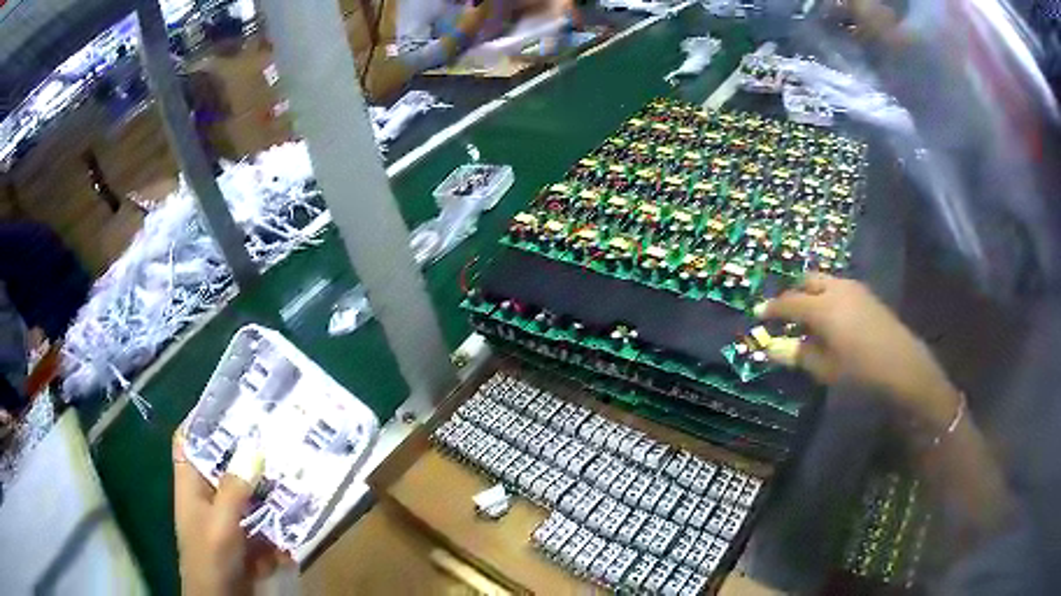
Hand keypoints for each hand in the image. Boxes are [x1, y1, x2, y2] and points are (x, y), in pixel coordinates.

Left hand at [173, 432, 289, 595]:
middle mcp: (207, 496)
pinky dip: (278, 519)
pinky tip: (297, 514)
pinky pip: (263, 520)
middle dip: (246, 453)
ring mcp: (228, 519)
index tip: (230, 404)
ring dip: (268, 487)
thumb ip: (235, 489)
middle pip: (223, 464)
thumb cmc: (211, 559)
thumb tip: (253, 449)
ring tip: (294, 470)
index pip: (189, 441)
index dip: (202, 421)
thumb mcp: (221, 523)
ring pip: (247, 492)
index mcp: (191, 485)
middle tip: (273, 433)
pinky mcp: (246, 538)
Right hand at [756, 273, 960, 424]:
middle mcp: (836, 289)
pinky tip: (832, 318)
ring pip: (824, 281)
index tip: (758, 314)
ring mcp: (854, 289)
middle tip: (785, 314)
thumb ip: (798, 355)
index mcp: (822, 307)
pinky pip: (839, 288)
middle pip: (807, 281)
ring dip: (811, 293)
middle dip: (793, 294)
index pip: (789, 302)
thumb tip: (772, 347)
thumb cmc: (860, 371)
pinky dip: (827, 296)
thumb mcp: (825, 368)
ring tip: (808, 317)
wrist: (903, 365)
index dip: (772, 309)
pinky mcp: (867, 295)